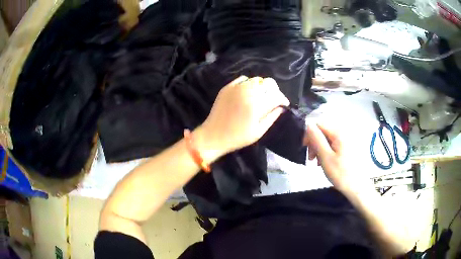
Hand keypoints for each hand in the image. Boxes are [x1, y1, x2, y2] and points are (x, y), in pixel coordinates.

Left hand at [197, 76, 289, 161]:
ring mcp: (236, 88)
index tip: (284, 104)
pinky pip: (243, 79)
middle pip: (268, 83)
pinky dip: (249, 83)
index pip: (276, 95)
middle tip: (274, 99)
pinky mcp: (227, 87)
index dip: (283, 99)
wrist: (214, 135)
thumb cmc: (238, 137)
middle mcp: (248, 92)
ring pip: (257, 79)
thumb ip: (272, 117)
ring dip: (263, 86)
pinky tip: (249, 92)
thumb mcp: (258, 131)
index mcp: (257, 105)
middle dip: (274, 90)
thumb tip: (281, 108)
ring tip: (262, 96)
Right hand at [304, 123, 371, 193]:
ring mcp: (347, 139)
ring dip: (320, 148)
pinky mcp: (348, 146)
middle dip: (314, 142)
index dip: (309, 134)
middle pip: (323, 130)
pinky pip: (334, 143)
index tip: (305, 148)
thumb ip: (317, 139)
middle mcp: (343, 132)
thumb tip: (308, 124)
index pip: (318, 124)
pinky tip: (326, 161)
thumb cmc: (341, 173)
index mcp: (338, 132)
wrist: (357, 187)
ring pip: (327, 138)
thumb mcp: (325, 157)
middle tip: (311, 158)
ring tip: (318, 162)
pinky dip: (327, 150)